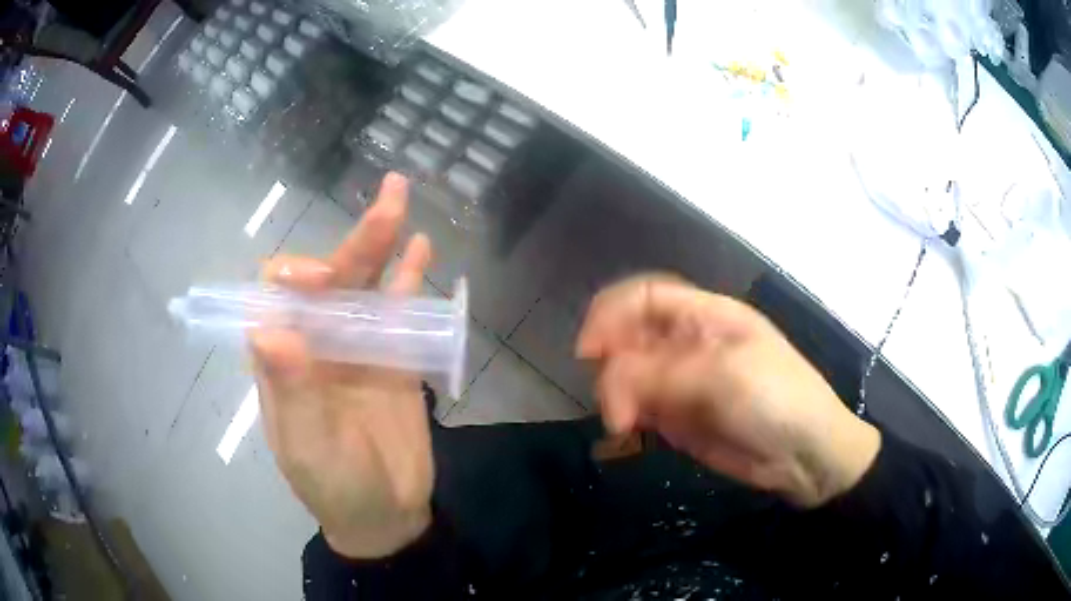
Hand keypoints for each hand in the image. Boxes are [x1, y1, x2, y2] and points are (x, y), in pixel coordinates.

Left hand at [250, 173, 434, 557]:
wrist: (385, 512)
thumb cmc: (335, 486)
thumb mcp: (308, 447)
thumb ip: (290, 392)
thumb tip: (268, 328)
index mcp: (283, 358)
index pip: (276, 295)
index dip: (295, 276)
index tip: (324, 280)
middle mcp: (315, 341)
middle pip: (330, 279)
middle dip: (352, 242)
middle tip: (388, 200)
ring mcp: (357, 346)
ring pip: (366, 285)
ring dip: (380, 242)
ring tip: (399, 196)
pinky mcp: (394, 357)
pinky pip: (401, 310)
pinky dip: (409, 278)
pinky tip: (422, 247)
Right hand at [577, 275, 880, 507]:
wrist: (807, 456)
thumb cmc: (778, 399)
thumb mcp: (726, 375)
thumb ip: (662, 374)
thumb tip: (607, 384)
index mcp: (706, 316)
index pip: (645, 296)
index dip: (611, 313)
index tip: (590, 351)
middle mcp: (688, 343)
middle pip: (629, 336)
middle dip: (612, 364)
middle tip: (616, 405)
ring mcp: (681, 382)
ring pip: (628, 375)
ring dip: (615, 395)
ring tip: (624, 426)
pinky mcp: (678, 418)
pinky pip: (638, 408)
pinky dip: (624, 418)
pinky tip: (628, 434)